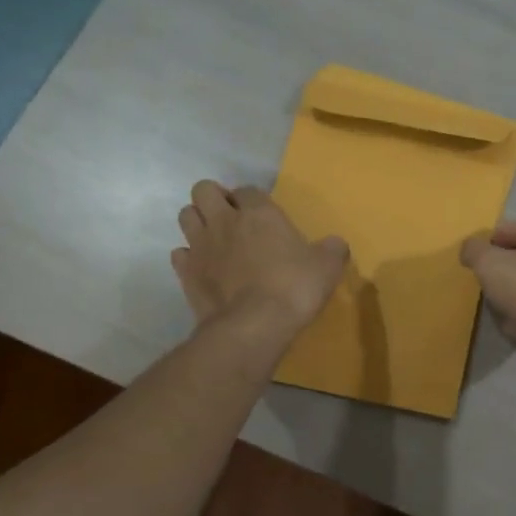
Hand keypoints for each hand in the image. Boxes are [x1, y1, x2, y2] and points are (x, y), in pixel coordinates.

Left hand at [172, 181, 347, 336]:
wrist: (255, 324)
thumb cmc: (294, 287)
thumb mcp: (327, 267)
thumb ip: (332, 249)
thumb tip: (335, 244)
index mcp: (259, 213)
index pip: (248, 190)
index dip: (253, 200)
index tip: (264, 216)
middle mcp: (224, 221)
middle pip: (203, 190)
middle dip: (215, 199)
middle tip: (232, 219)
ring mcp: (200, 246)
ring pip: (185, 215)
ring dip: (198, 222)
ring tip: (215, 240)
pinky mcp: (186, 273)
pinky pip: (180, 254)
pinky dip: (189, 257)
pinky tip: (204, 269)